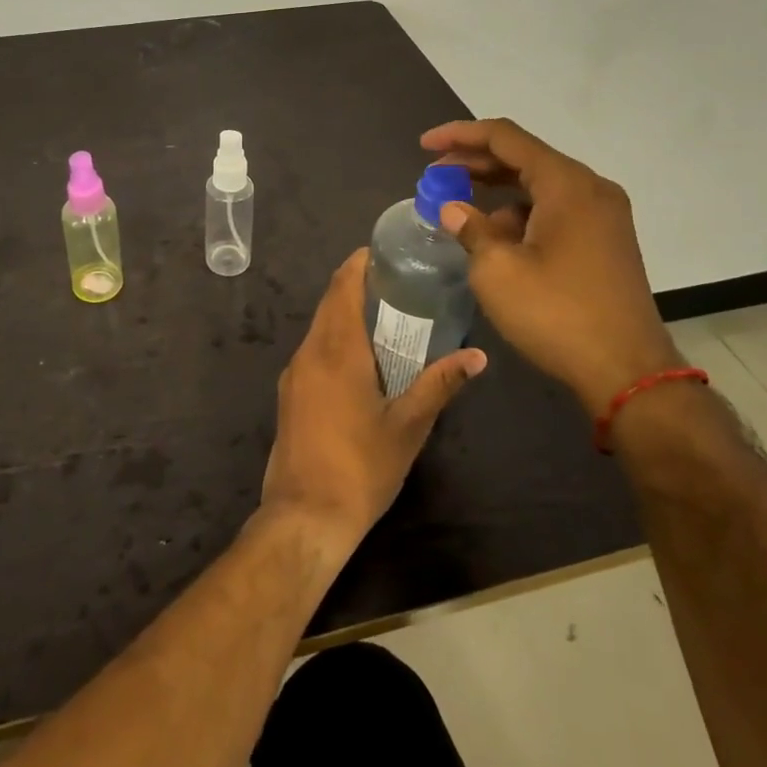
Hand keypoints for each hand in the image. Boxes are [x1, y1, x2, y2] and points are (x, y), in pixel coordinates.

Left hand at [261, 250, 486, 558]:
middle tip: (393, 281)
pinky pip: (312, 351)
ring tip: (382, 315)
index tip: (382, 252)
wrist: (305, 514)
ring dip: (344, 314)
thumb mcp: (409, 426)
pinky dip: (333, 339)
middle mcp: (308, 352)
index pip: (342, 288)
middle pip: (329, 304)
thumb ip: (440, 384)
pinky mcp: (288, 395)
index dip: (358, 264)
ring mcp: (293, 374)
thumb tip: (477, 356)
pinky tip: (359, 357)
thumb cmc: (361, 466)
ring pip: (319, 328)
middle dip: (354, 286)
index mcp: (336, 350)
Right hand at [420, 118, 680, 417]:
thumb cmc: (557, 314)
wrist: (627, 372)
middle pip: (524, 157)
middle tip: (434, 175)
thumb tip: (454, 210)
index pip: (505, 137)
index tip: (424, 145)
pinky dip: (520, 212)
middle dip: (474, 162)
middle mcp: (590, 188)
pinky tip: (494, 234)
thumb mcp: (497, 271)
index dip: (460, 135)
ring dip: (496, 188)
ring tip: (457, 205)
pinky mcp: (604, 240)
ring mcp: (603, 215)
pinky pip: (554, 208)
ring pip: (539, 184)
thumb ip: (471, 229)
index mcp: (566, 184)